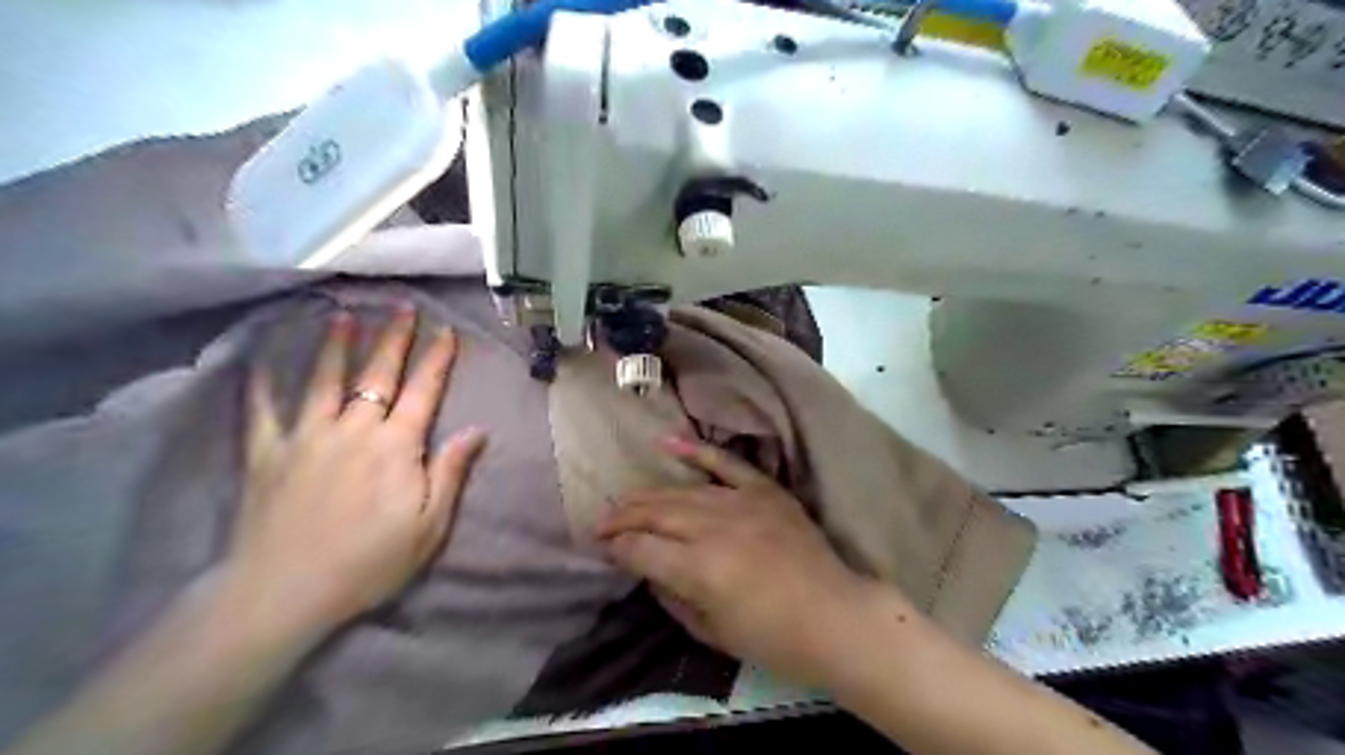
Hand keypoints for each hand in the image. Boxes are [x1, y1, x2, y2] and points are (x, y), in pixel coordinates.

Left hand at [220, 307, 489, 641]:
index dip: (437, 358)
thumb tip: (477, 430)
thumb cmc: (369, 561)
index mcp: (396, 445)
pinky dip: (262, 384)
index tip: (446, 330)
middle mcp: (353, 429)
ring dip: (336, 345)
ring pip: (324, 380)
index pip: (424, 390)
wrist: (285, 591)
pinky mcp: (267, 454)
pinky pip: (262, 411)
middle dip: (393, 337)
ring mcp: (306, 437)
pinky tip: (262, 361)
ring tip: (342, 315)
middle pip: (377, 374)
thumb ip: (450, 471)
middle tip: (400, 306)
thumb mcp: (430, 524)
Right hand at [594, 437, 890, 689]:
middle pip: (654, 513)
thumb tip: (649, 573)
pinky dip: (696, 451)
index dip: (616, 549)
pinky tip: (666, 443)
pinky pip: (726, 462)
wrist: (837, 617)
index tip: (604, 550)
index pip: (640, 549)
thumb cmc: (775, 640)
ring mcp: (741, 502)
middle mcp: (714, 527)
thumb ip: (673, 599)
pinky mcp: (764, 490)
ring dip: (647, 495)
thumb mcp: (712, 634)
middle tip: (601, 524)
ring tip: (625, 501)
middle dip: (621, 518)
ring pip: (681, 491)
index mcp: (699, 569)